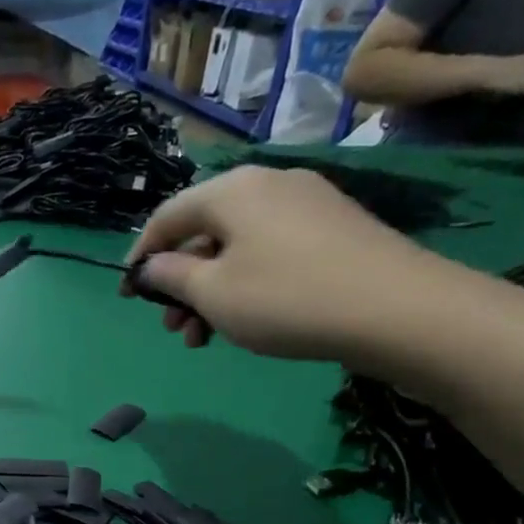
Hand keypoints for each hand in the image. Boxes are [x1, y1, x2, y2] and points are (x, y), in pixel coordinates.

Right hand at [124, 165, 453, 363]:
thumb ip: (171, 277)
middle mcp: (268, 184)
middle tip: (172, 328)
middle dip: (180, 284)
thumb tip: (150, 267)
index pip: (168, 216)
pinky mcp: (333, 230)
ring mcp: (306, 205)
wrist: (396, 309)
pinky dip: (245, 285)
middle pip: (204, 232)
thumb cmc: (285, 298)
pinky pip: (269, 253)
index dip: (141, 256)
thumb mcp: (213, 293)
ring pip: (237, 248)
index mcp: (232, 190)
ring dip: (211, 292)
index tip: (127, 295)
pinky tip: (246, 321)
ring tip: (204, 338)